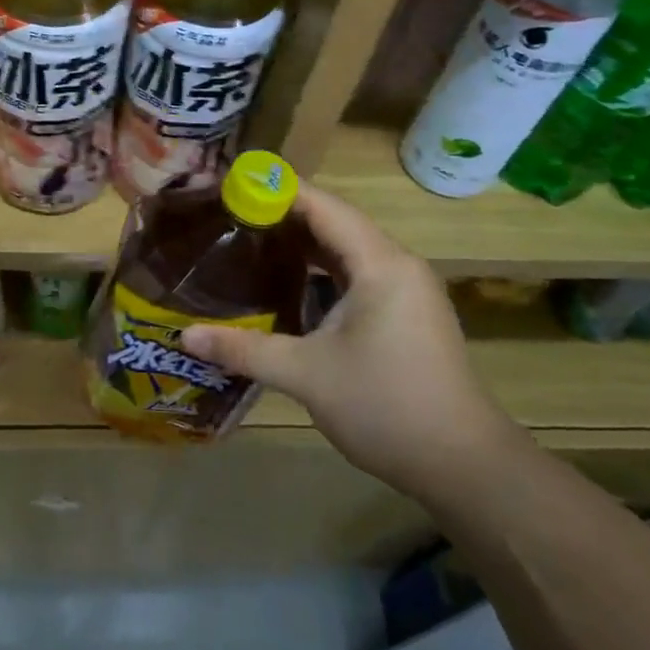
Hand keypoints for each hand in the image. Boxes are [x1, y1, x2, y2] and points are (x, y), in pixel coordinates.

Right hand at [182, 181, 521, 498]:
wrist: (463, 465)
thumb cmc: (385, 406)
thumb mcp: (306, 375)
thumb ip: (244, 349)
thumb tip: (185, 336)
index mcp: (380, 264)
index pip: (323, 207)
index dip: (278, 191)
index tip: (232, 185)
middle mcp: (398, 265)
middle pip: (337, 222)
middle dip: (285, 215)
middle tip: (232, 215)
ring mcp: (407, 290)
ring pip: (349, 250)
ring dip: (305, 244)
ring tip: (253, 241)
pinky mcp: (408, 314)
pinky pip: (359, 274)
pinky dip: (324, 270)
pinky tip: (291, 284)